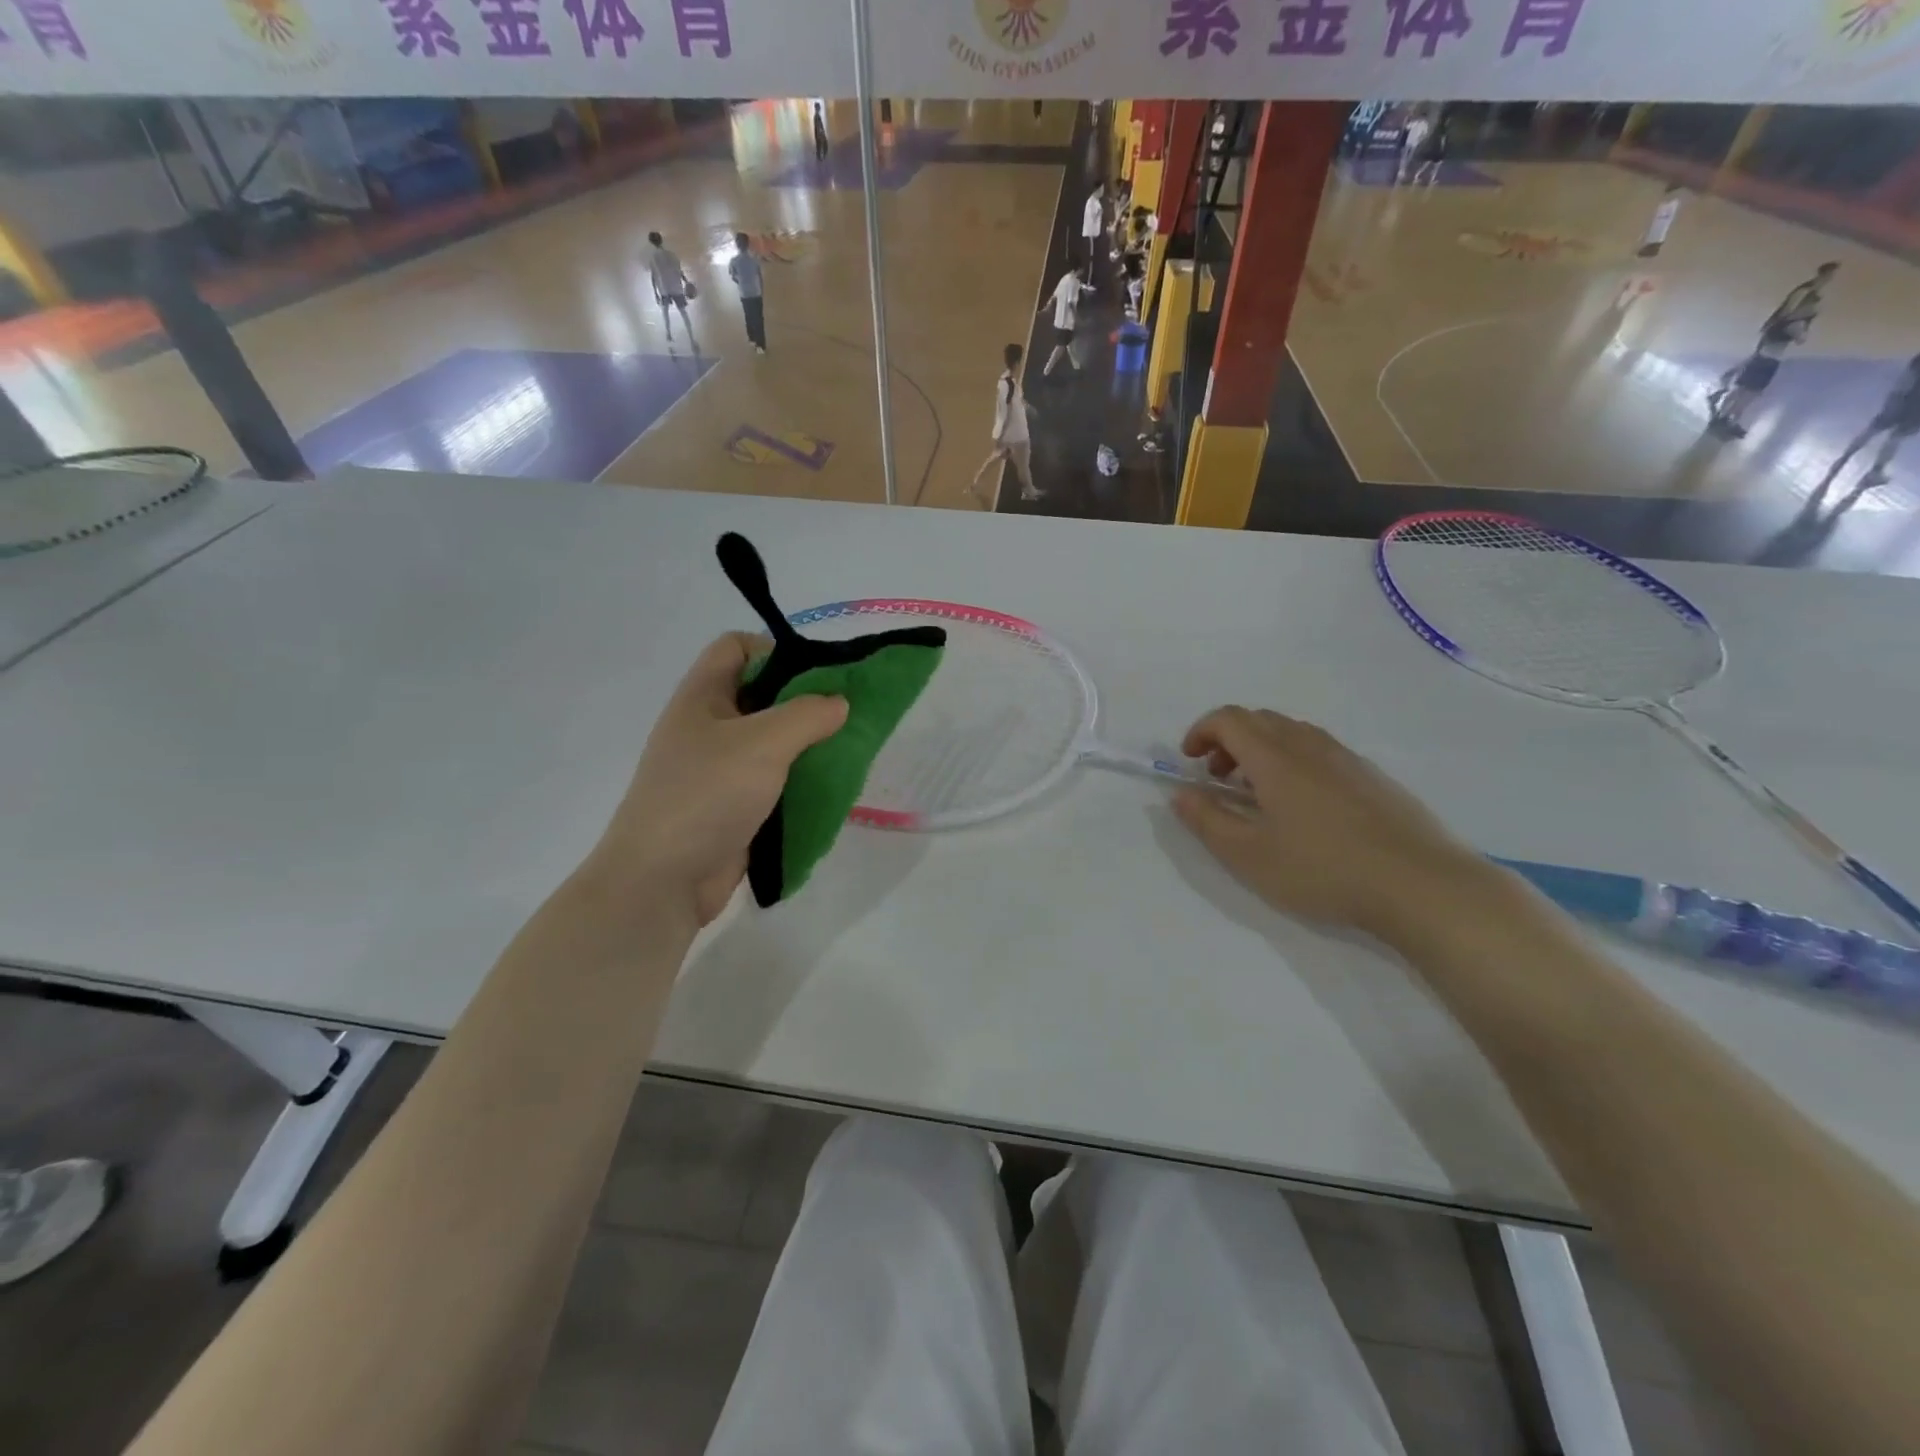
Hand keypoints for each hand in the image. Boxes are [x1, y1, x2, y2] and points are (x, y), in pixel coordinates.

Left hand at [586, 635, 847, 927]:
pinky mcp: (735, 806)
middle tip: (845, 715)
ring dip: (808, 746)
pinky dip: (801, 782)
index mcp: (702, 697)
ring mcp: (720, 770)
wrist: (662, 880)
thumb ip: (807, 715)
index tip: (817, 676)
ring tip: (846, 753)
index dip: (775, 650)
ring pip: (773, 742)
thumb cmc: (706, 795)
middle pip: (762, 695)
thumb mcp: (762, 743)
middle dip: (805, 702)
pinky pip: (775, 782)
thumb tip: (839, 703)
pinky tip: (829, 789)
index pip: (736, 647)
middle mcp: (709, 727)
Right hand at [1171, 707, 1484, 938]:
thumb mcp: (1248, 855)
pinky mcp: (1373, 777)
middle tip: (1218, 778)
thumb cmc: (1322, 870)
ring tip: (1257, 794)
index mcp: (1275, 758)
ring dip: (1261, 750)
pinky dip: (1293, 761)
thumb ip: (1207, 820)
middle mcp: (1310, 746)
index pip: (1229, 719)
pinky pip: (1320, 751)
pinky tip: (1302, 808)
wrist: (1421, 886)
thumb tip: (1181, 793)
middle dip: (1228, 740)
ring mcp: (1347, 759)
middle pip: (1260, 719)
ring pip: (1292, 733)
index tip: (1189, 762)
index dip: (1201, 731)